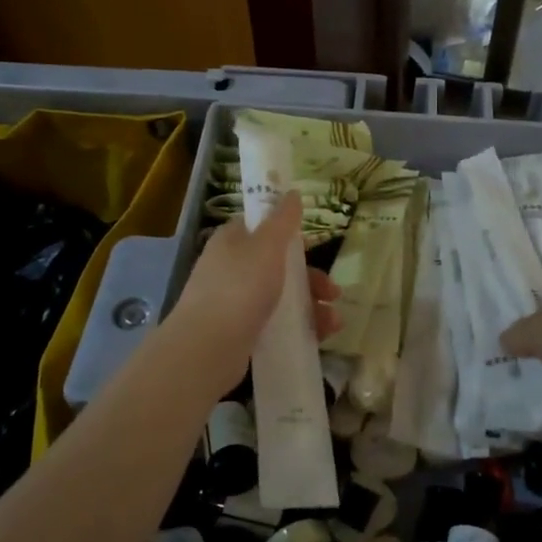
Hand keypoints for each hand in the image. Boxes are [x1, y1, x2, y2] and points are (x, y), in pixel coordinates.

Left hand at [170, 192, 340, 388]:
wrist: (207, 349)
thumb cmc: (239, 288)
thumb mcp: (266, 246)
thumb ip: (283, 220)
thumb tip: (293, 192)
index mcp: (232, 241)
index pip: (262, 228)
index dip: (289, 233)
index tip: (312, 245)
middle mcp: (232, 268)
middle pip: (279, 265)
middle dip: (311, 278)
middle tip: (332, 292)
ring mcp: (236, 302)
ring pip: (282, 297)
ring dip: (312, 305)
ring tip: (334, 323)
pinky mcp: (243, 332)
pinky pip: (278, 324)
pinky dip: (301, 326)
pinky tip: (321, 336)